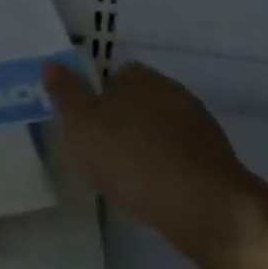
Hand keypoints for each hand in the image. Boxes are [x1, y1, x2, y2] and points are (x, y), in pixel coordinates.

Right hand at [46, 60, 267, 268]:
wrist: (205, 205)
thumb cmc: (134, 158)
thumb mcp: (84, 126)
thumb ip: (67, 94)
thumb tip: (51, 63)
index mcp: (141, 77)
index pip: (117, 74)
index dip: (100, 97)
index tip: (89, 125)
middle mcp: (173, 91)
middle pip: (141, 99)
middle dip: (125, 120)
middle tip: (105, 152)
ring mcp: (199, 125)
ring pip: (163, 127)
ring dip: (149, 144)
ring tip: (130, 176)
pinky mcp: (216, 159)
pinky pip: (182, 155)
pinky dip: (169, 167)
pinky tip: (157, 191)